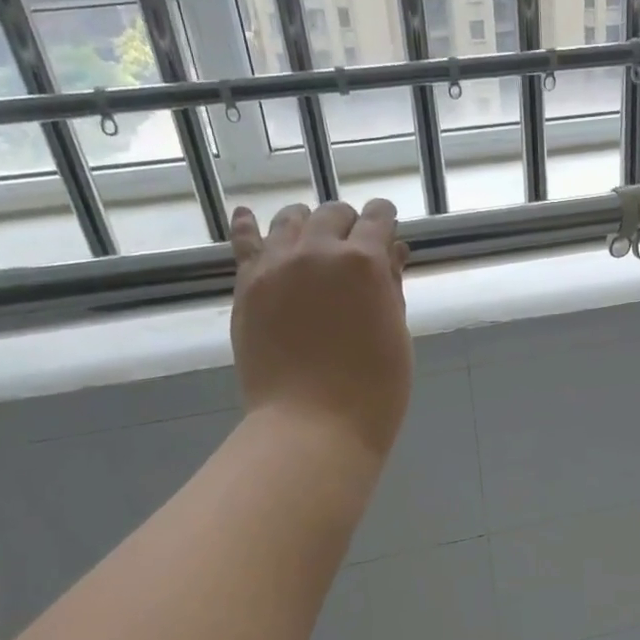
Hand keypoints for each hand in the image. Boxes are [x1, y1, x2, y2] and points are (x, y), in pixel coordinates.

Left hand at [231, 198, 413, 458]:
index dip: (384, 219)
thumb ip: (391, 287)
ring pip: (291, 219)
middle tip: (355, 245)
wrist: (312, 425)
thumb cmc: (373, 390)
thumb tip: (392, 252)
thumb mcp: (396, 334)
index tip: (387, 226)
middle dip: (349, 224)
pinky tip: (248, 216)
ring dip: (308, 223)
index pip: (377, 219)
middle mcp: (318, 251)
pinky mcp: (247, 285)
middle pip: (333, 214)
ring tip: (312, 239)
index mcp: (364, 262)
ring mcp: (276, 265)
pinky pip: (244, 241)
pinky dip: (248, 225)